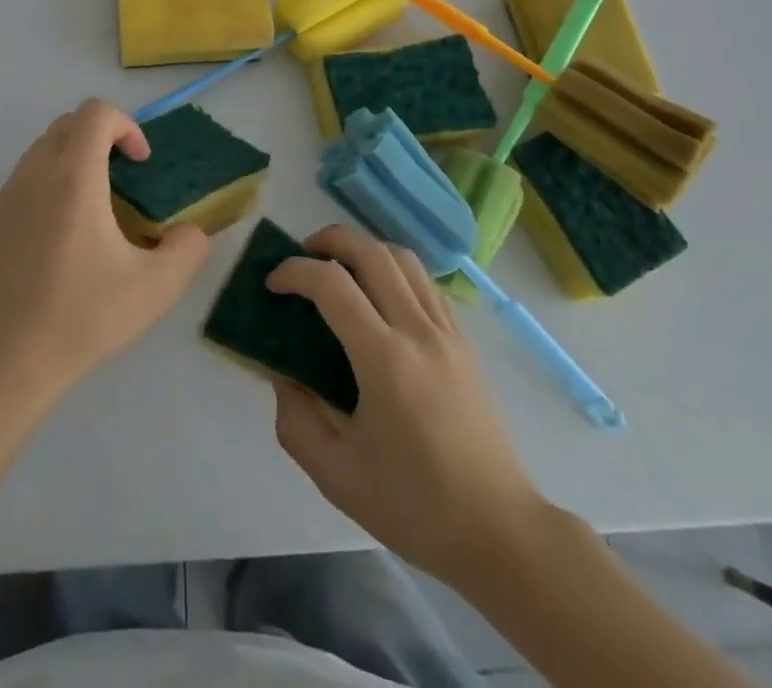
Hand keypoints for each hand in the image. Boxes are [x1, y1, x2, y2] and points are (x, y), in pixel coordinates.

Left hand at [0, 99, 210, 408]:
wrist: (4, 361)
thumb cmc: (82, 318)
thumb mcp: (155, 289)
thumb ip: (188, 249)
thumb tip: (192, 232)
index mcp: (73, 178)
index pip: (96, 113)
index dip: (127, 126)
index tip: (142, 164)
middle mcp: (36, 173)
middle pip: (70, 122)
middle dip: (103, 136)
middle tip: (125, 177)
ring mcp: (8, 194)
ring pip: (45, 145)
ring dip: (77, 155)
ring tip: (98, 204)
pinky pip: (28, 173)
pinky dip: (53, 178)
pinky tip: (66, 231)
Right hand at [266, 224, 544, 581]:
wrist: (499, 531)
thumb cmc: (416, 507)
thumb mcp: (336, 476)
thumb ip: (296, 420)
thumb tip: (282, 374)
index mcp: (385, 361)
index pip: (332, 285)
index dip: (294, 271)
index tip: (272, 284)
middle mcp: (418, 332)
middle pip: (371, 252)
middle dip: (329, 240)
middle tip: (303, 256)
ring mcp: (448, 332)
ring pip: (403, 258)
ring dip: (364, 249)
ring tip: (340, 268)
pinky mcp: (464, 341)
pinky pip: (425, 283)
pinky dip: (394, 271)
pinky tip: (379, 298)